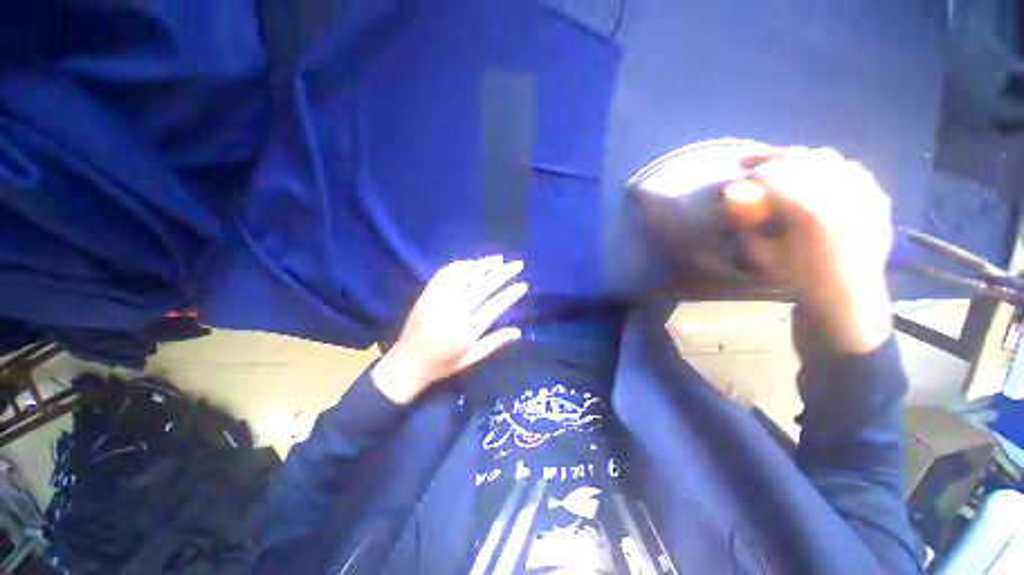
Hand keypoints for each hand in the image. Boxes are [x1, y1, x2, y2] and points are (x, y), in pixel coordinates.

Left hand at [372, 256, 527, 403]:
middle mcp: (453, 312)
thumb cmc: (442, 364)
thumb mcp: (471, 358)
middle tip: (517, 264)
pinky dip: (460, 266)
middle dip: (502, 273)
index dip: (510, 294)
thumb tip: (518, 331)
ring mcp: (437, 300)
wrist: (406, 363)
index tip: (523, 284)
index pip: (494, 306)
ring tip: (498, 259)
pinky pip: (445, 274)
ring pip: (463, 276)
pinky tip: (472, 263)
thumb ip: (494, 343)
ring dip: (482, 265)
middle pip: (482, 286)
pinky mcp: (426, 294)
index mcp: (466, 331)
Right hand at [725, 147, 893, 353]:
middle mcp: (842, 196)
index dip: (753, 171)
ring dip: (801, 160)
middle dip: (774, 157)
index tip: (739, 173)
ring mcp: (865, 195)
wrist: (847, 303)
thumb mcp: (762, 256)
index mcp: (810, 213)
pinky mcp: (878, 199)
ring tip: (784, 169)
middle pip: (803, 158)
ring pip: (828, 159)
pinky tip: (817, 180)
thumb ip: (747, 224)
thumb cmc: (798, 282)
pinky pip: (852, 169)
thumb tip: (732, 193)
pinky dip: (831, 168)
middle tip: (753, 162)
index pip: (775, 174)